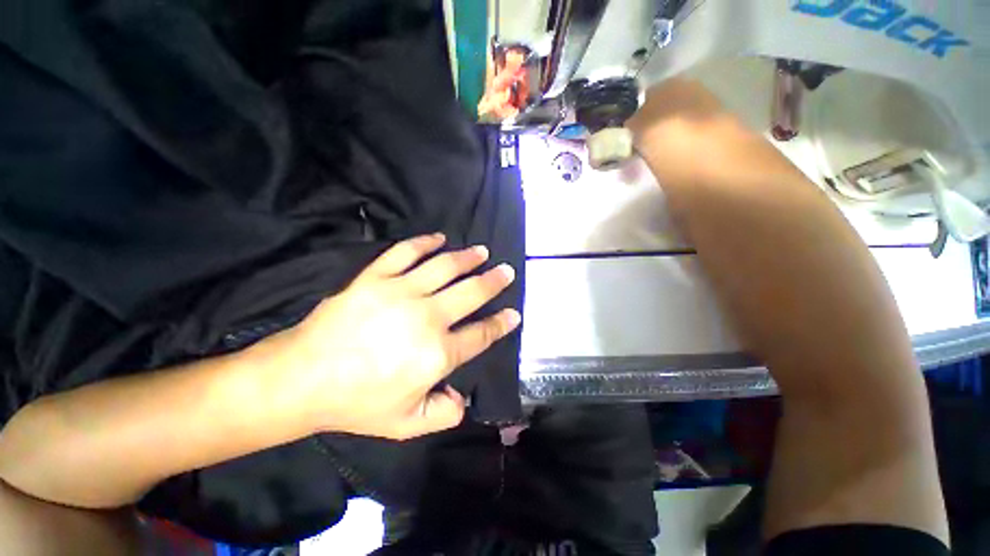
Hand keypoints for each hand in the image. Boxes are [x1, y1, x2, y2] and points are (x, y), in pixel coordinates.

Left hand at [275, 234, 520, 439]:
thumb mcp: (406, 425)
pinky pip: (405, 252)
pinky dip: (425, 242)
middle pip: (471, 293)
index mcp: (438, 353)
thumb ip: (443, 414)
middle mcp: (427, 317)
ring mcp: (401, 292)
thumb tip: (463, 400)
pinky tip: (439, 238)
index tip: (514, 314)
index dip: (501, 324)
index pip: (481, 334)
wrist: (302, 378)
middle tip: (506, 271)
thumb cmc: (356, 403)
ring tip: (482, 251)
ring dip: (468, 258)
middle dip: (494, 281)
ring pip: (445, 267)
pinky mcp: (376, 277)